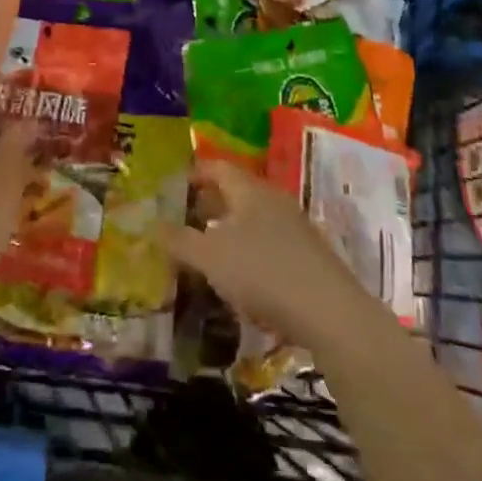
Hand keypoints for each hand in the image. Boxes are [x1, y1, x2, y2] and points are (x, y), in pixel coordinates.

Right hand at [165, 160, 387, 356]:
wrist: (330, 313)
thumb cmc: (263, 273)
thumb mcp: (211, 258)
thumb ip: (180, 240)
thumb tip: (152, 224)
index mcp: (250, 190)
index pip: (218, 167)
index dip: (195, 173)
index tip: (173, 185)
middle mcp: (274, 200)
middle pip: (237, 192)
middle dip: (209, 202)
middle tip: (184, 217)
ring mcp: (296, 227)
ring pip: (254, 218)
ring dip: (229, 228)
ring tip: (206, 248)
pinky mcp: (309, 256)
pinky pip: (270, 241)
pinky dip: (249, 249)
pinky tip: (240, 275)